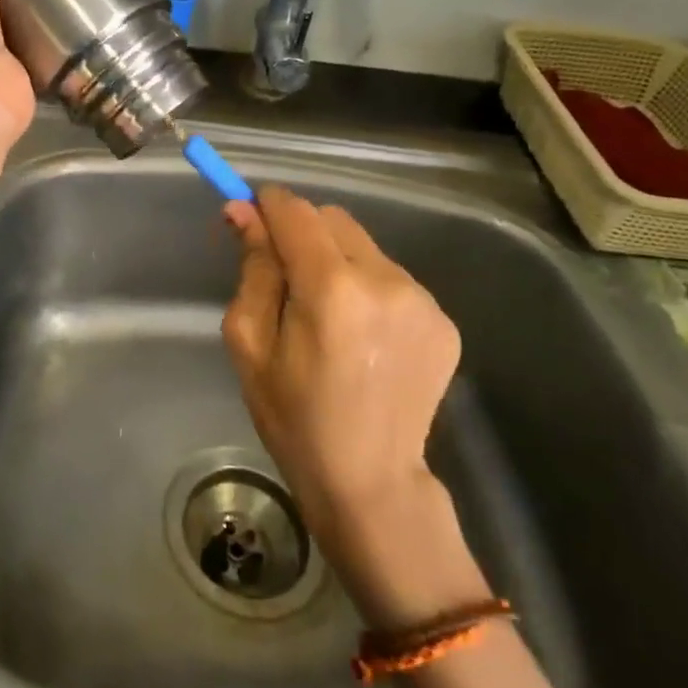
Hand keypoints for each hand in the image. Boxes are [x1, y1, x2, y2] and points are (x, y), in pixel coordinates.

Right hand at [221, 187, 461, 564]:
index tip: (250, 217)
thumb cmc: (294, 417)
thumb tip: (242, 212)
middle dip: (302, 233)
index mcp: (332, 289)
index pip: (296, 211)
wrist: (371, 482)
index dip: (268, 205)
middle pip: (333, 219)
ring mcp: (423, 300)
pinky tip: (362, 335)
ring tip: (329, 315)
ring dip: (338, 260)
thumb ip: (252, 268)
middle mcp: (385, 281)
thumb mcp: (250, 343)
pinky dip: (368, 288)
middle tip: (286, 277)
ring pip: (364, 245)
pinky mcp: (444, 320)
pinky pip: (392, 277)